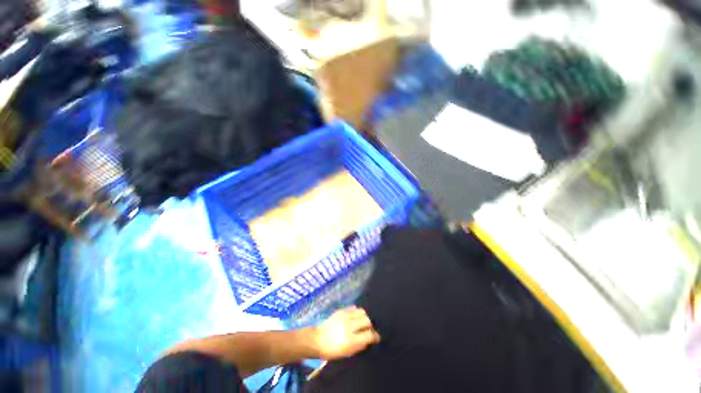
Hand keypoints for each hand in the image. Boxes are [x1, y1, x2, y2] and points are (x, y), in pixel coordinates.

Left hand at [310, 306, 380, 359]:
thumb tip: (370, 339)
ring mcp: (345, 316)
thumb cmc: (332, 350)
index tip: (376, 338)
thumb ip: (360, 345)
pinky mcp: (341, 310)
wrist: (318, 340)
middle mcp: (350, 325)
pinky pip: (354, 308)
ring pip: (362, 311)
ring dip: (364, 317)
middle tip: (369, 330)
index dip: (375, 336)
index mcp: (351, 339)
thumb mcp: (348, 353)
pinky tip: (355, 317)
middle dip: (370, 325)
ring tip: (362, 322)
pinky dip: (357, 312)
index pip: (369, 334)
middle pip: (367, 320)